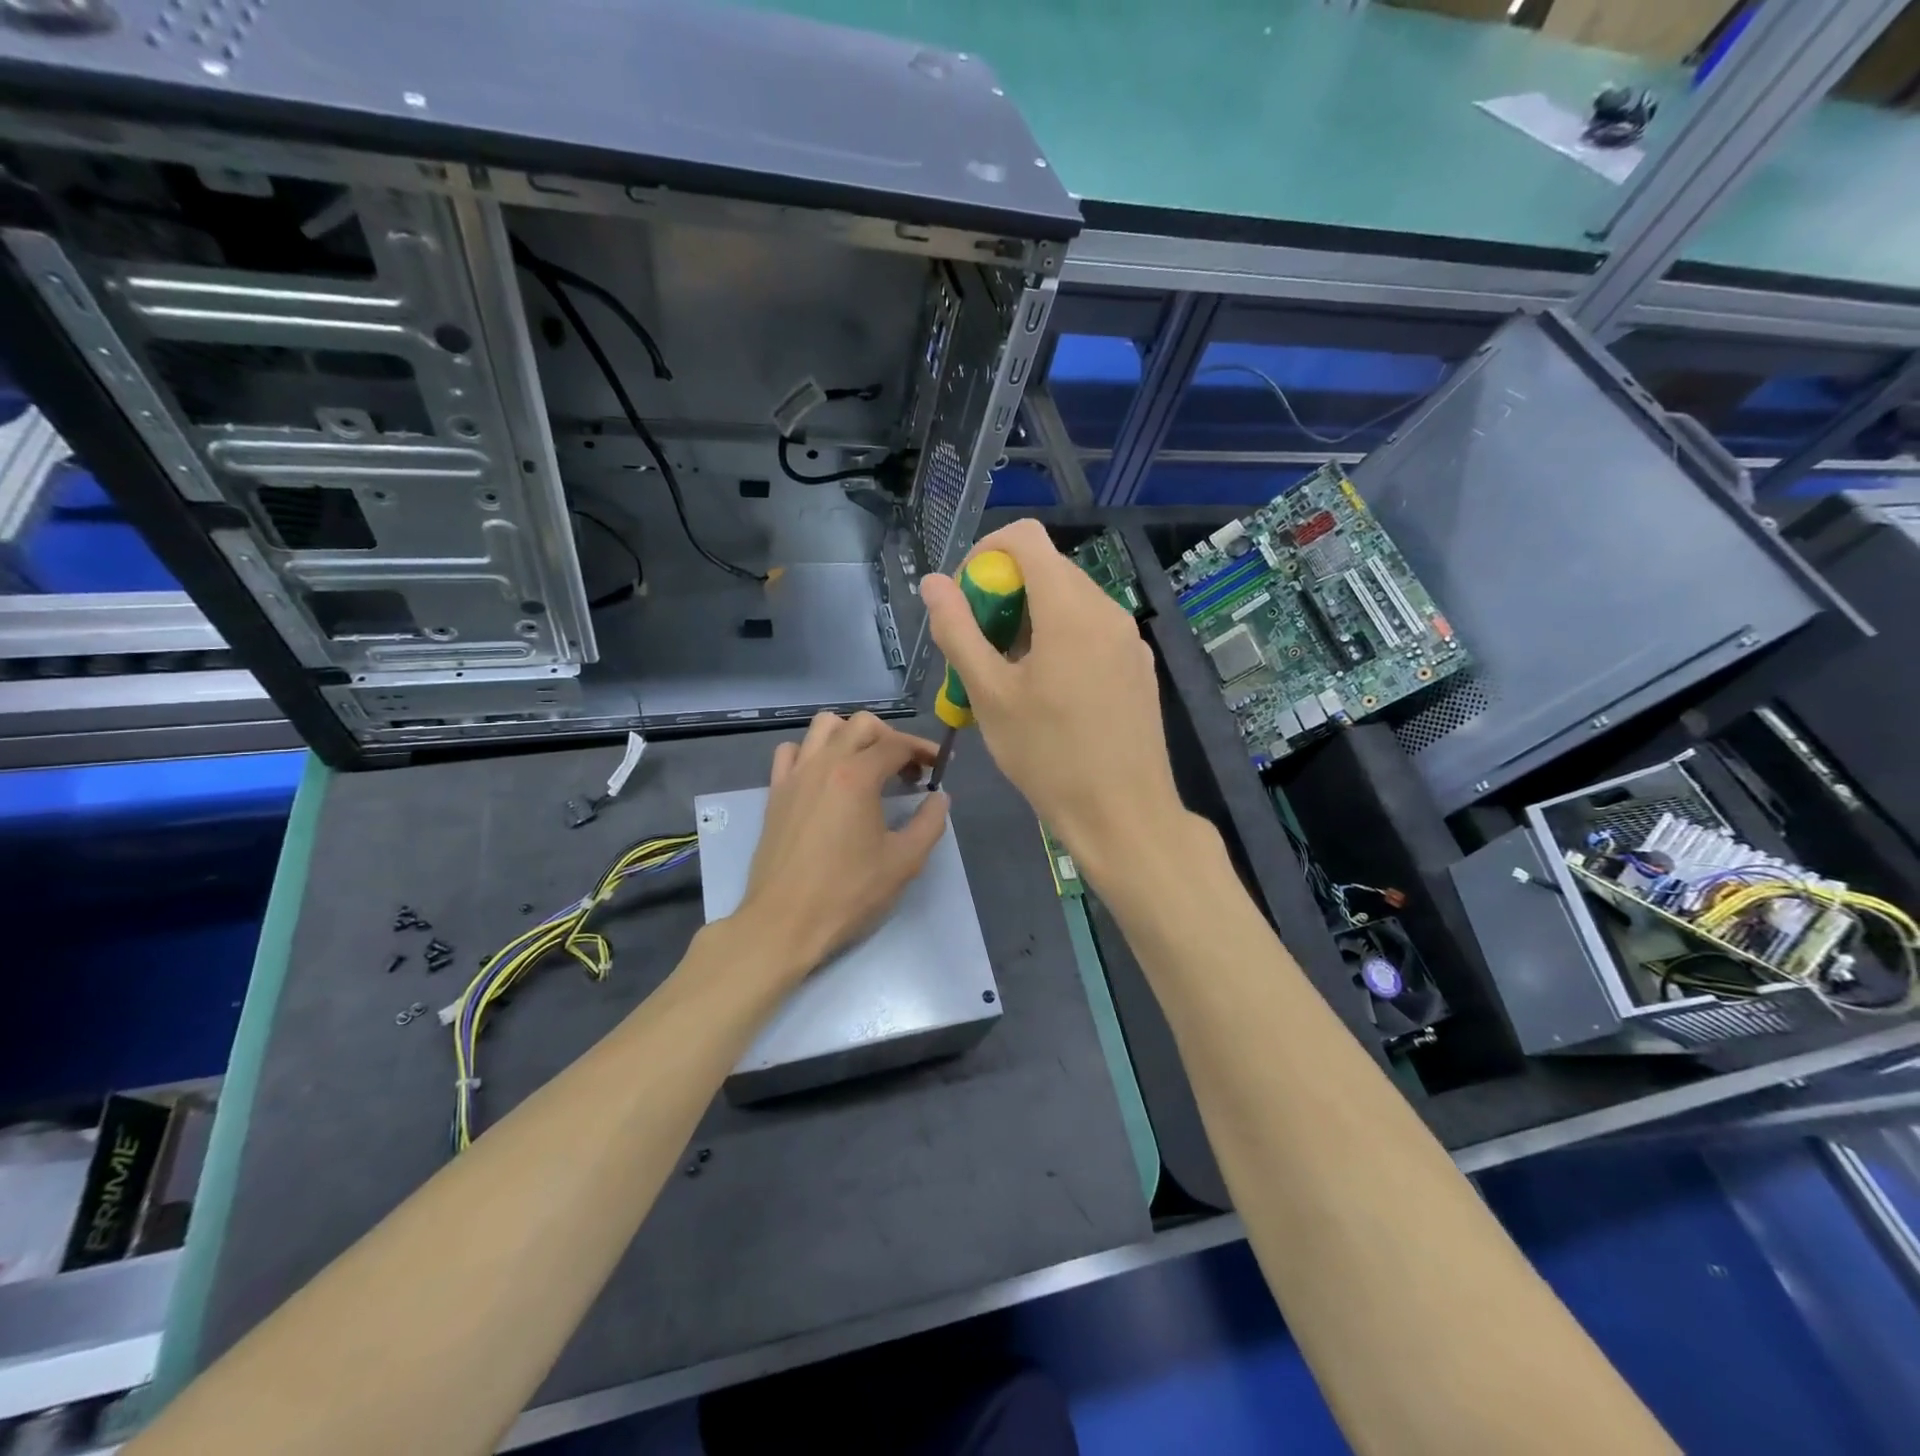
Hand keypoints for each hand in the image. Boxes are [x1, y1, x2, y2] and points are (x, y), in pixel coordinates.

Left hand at [732, 711, 948, 981]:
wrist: (784, 922)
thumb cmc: (847, 893)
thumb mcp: (904, 862)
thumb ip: (930, 823)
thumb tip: (939, 797)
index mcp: (858, 776)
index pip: (898, 744)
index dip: (924, 750)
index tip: (940, 766)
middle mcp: (824, 763)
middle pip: (862, 724)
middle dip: (892, 738)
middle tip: (907, 770)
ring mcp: (795, 775)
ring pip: (824, 726)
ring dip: (851, 735)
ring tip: (867, 765)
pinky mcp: (775, 792)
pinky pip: (792, 751)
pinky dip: (813, 752)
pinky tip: (826, 777)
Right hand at [921, 519, 1187, 888]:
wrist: (1124, 815)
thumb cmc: (1049, 756)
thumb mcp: (990, 695)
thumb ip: (958, 631)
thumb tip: (934, 583)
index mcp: (1070, 608)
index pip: (1025, 538)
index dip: (985, 554)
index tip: (966, 599)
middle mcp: (1107, 610)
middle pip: (1048, 569)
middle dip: (1004, 593)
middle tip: (980, 646)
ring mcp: (1129, 638)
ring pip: (1071, 601)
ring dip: (1030, 619)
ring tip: (1010, 674)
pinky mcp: (1139, 666)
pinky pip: (1093, 630)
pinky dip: (1061, 639)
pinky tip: (1049, 692)